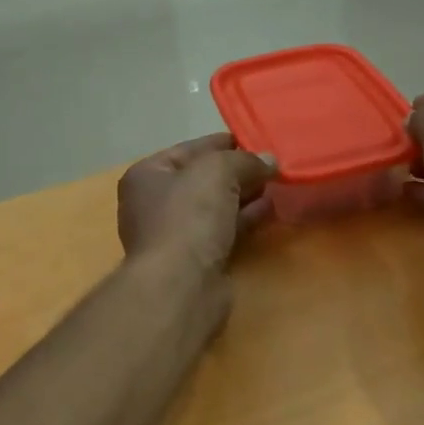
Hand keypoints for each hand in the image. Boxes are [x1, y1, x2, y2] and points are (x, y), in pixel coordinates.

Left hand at [117, 134, 276, 272]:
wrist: (181, 285)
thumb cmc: (188, 216)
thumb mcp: (217, 171)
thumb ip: (244, 160)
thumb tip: (269, 161)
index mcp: (147, 175)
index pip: (190, 149)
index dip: (223, 143)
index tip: (255, 140)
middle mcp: (154, 203)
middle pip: (203, 179)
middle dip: (237, 171)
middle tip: (271, 164)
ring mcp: (174, 235)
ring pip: (215, 207)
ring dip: (244, 196)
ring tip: (276, 185)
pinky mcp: (195, 260)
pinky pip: (224, 231)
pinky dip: (245, 219)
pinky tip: (270, 210)